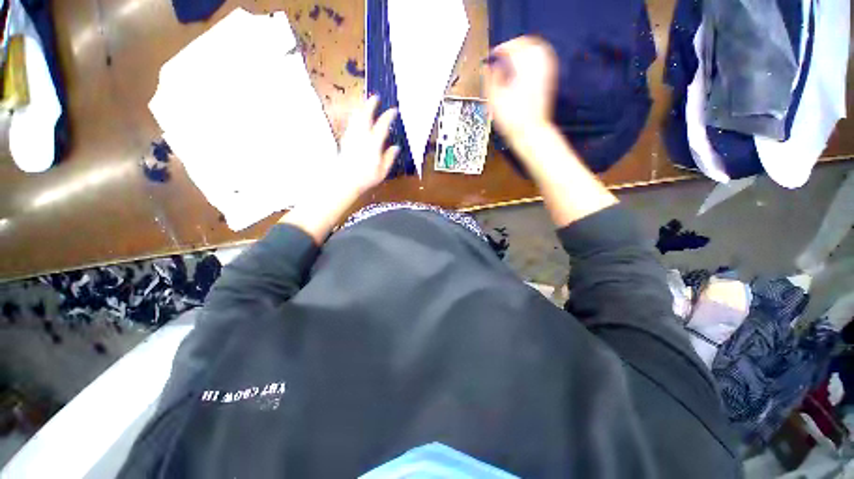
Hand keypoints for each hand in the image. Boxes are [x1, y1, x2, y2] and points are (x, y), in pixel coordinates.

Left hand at [337, 95, 399, 197]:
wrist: (344, 181)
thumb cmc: (366, 178)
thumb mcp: (382, 171)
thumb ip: (389, 157)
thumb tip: (396, 147)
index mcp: (373, 143)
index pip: (382, 125)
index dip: (388, 116)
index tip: (394, 110)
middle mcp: (362, 136)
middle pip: (365, 115)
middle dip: (371, 104)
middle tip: (376, 97)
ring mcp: (351, 136)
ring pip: (356, 117)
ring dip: (361, 108)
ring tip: (365, 103)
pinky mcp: (345, 140)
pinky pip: (351, 123)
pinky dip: (355, 117)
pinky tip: (356, 118)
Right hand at [483, 36, 557, 143]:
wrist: (530, 132)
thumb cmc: (514, 120)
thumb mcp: (495, 101)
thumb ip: (491, 80)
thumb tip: (489, 67)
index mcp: (522, 69)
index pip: (512, 47)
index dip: (501, 49)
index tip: (494, 54)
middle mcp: (536, 68)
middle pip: (528, 43)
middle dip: (514, 45)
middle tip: (504, 52)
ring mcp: (545, 74)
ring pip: (539, 49)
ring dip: (526, 49)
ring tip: (515, 55)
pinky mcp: (549, 81)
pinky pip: (545, 60)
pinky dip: (536, 58)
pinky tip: (528, 65)